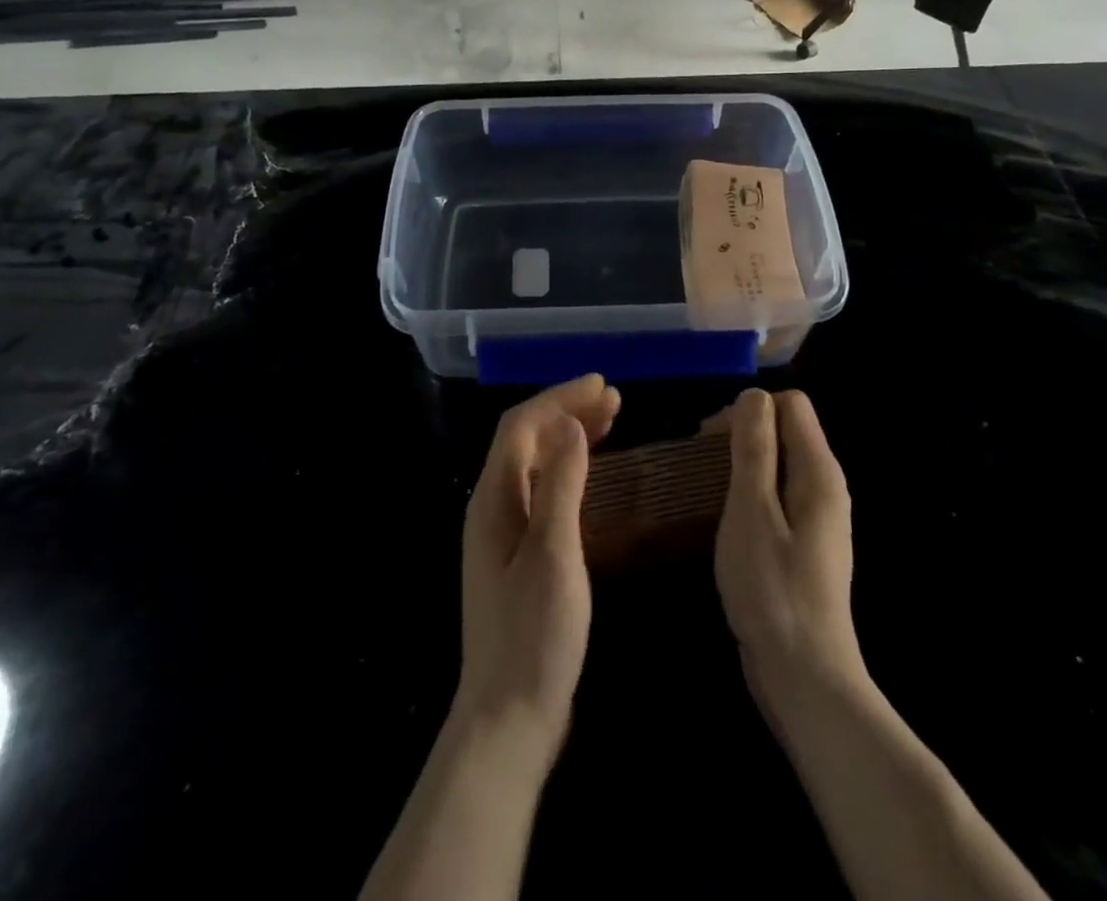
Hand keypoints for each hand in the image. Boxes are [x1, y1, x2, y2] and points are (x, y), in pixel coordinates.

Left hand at [454, 374, 619, 767]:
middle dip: (567, 411)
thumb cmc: (534, 635)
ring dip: (569, 437)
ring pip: (535, 464)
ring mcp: (504, 533)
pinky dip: (569, 470)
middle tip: (614, 400)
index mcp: (493, 500)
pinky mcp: (519, 556)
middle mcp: (492, 507)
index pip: (521, 426)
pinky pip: (543, 491)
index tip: (602, 385)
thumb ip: (562, 484)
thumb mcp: (555, 554)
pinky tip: (593, 475)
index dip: (559, 398)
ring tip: (610, 422)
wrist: (508, 719)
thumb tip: (569, 423)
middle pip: (526, 440)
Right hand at [708, 389, 865, 715]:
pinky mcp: (804, 543)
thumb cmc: (773, 589)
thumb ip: (754, 449)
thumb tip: (752, 396)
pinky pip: (776, 495)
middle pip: (785, 430)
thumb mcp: (752, 510)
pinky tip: (725, 518)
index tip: (711, 438)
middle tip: (700, 463)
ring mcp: (817, 517)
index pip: (791, 404)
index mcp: (819, 472)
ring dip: (741, 464)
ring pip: (778, 463)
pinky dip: (749, 493)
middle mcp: (825, 486)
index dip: (750, 409)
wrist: (805, 678)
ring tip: (706, 487)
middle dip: (742, 433)